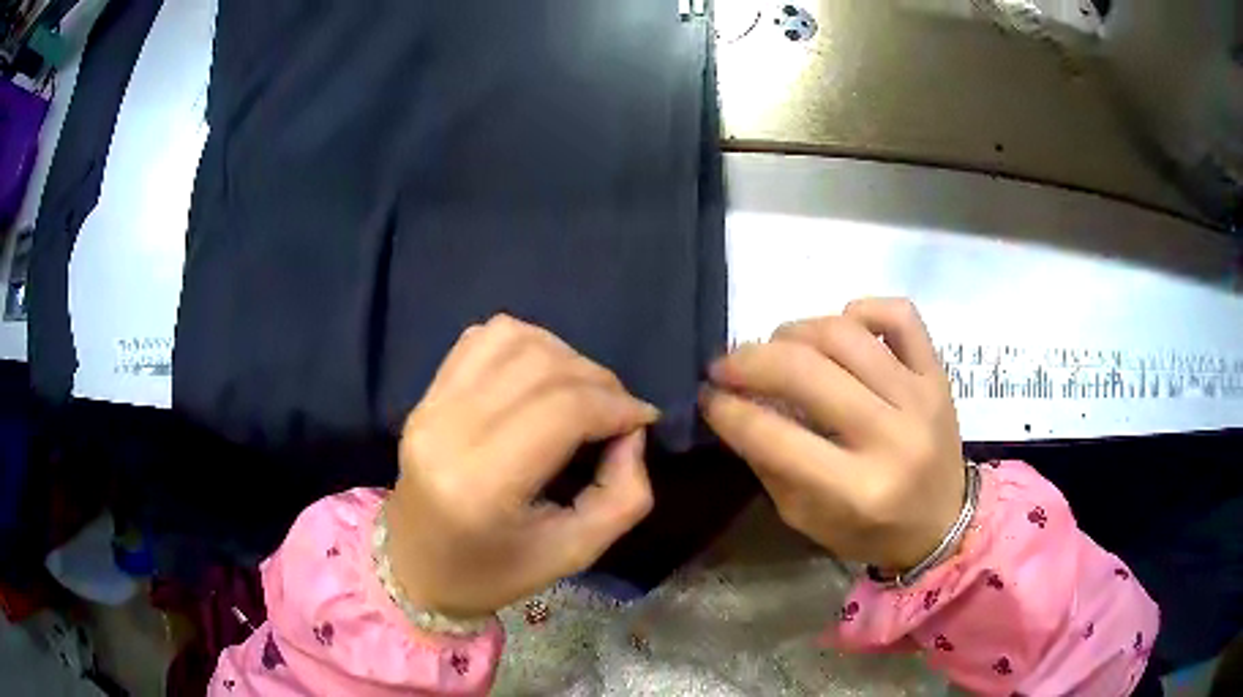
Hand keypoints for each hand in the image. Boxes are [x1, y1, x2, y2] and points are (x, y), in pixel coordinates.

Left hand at [386, 315, 658, 617]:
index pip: (563, 410)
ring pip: (513, 339)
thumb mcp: (572, 554)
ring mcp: (430, 405)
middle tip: (620, 411)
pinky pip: (482, 338)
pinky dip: (525, 344)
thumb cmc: (493, 572)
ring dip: (565, 356)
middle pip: (542, 367)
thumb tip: (632, 431)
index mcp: (480, 486)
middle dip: (600, 380)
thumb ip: (621, 497)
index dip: (617, 405)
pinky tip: (540, 377)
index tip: (643, 420)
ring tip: (583, 392)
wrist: (415, 566)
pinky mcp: (425, 394)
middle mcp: (447, 431)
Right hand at [700, 298, 966, 571]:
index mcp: (858, 490)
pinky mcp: (938, 373)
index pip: (774, 436)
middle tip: (725, 365)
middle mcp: (892, 437)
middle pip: (806, 373)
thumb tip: (734, 405)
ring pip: (845, 334)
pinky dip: (863, 309)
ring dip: (794, 332)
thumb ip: (770, 463)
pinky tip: (842, 328)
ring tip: (777, 347)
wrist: (944, 523)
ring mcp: (921, 397)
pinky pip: (900, 315)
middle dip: (748, 361)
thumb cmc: (870, 531)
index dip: (727, 410)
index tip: (707, 396)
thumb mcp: (806, 518)